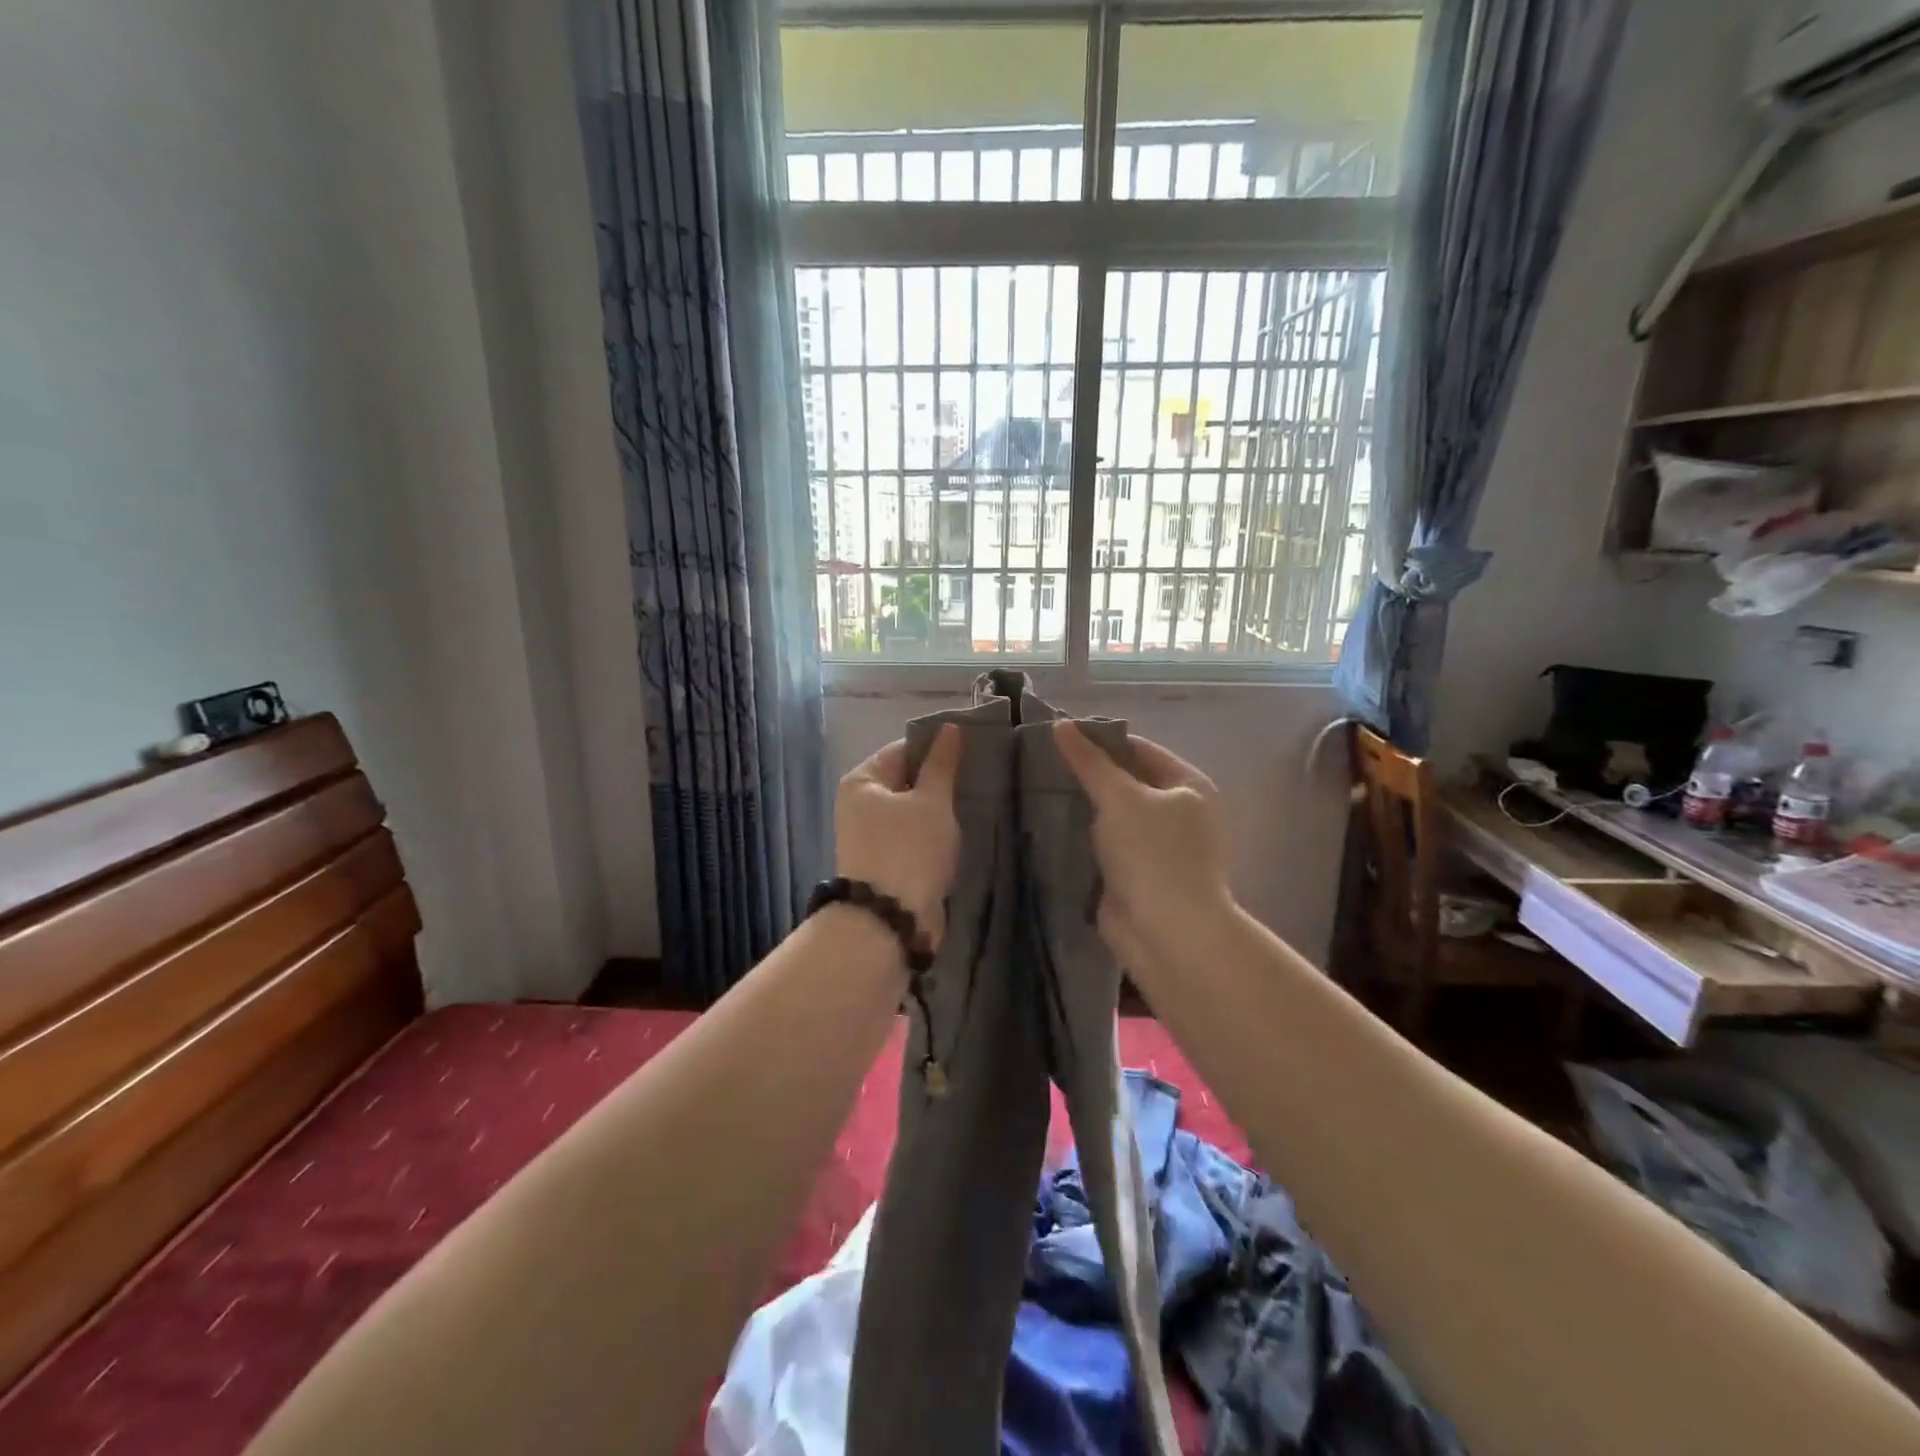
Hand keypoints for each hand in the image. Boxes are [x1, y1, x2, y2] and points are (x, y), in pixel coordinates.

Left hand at [834, 725, 962, 947]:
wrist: (889, 920)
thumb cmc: (910, 849)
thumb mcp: (931, 801)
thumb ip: (941, 764)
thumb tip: (949, 729)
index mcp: (862, 782)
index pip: (902, 750)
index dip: (936, 749)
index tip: (971, 753)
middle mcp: (859, 806)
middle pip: (905, 781)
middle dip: (939, 783)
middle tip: (977, 781)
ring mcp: (869, 837)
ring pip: (911, 813)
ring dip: (938, 813)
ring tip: (973, 807)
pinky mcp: (884, 863)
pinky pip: (912, 838)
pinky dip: (932, 837)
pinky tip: (957, 837)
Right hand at [1054, 722, 1232, 967]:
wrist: (1168, 933)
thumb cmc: (1153, 854)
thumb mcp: (1120, 798)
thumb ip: (1090, 763)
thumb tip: (1062, 726)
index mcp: (1188, 786)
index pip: (1140, 749)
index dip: (1101, 741)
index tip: (1059, 738)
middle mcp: (1179, 813)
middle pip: (1127, 782)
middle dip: (1089, 777)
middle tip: (1043, 765)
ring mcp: (1158, 846)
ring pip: (1114, 816)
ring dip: (1083, 809)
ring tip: (1039, 791)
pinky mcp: (1138, 874)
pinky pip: (1107, 846)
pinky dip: (1084, 838)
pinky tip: (1050, 828)